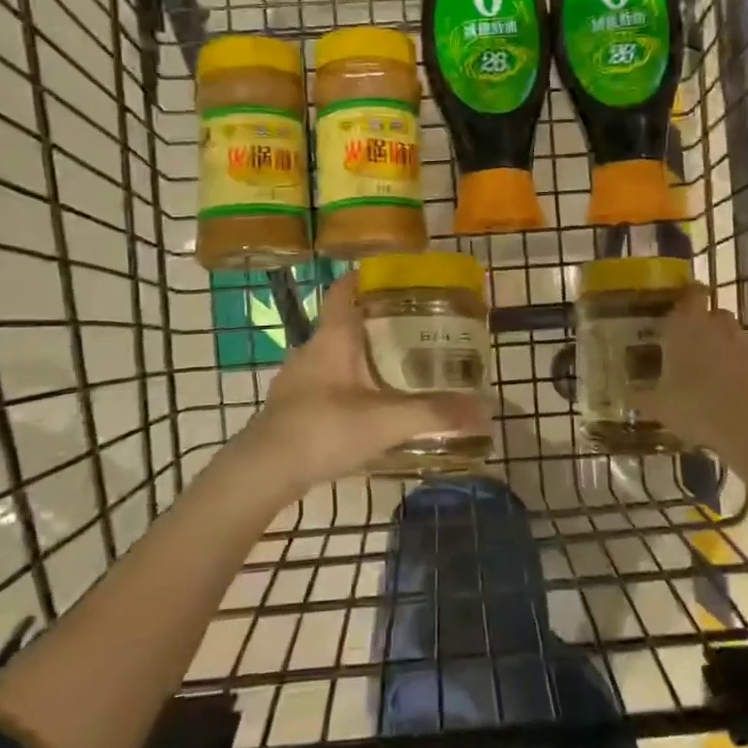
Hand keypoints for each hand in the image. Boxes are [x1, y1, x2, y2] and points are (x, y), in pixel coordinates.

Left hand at [230, 272, 491, 498]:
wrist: (262, 472)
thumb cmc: (323, 429)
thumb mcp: (387, 421)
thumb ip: (435, 414)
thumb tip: (484, 411)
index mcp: (332, 338)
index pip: (344, 290)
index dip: (364, 277)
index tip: (392, 276)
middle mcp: (311, 350)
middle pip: (343, 323)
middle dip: (375, 322)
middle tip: (412, 328)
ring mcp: (296, 381)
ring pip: (333, 357)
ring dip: (360, 357)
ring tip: (394, 368)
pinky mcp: (290, 409)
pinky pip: (324, 385)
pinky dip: (346, 386)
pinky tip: (365, 409)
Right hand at [631, 286, 747, 465]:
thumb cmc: (694, 403)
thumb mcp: (658, 405)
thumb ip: (642, 397)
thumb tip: (629, 396)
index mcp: (685, 324)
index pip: (690, 293)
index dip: (687, 296)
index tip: (678, 305)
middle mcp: (717, 325)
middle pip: (714, 313)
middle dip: (704, 325)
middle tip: (689, 344)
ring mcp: (746, 344)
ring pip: (733, 336)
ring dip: (724, 347)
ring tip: (710, 372)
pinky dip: (742, 369)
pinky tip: (731, 392)